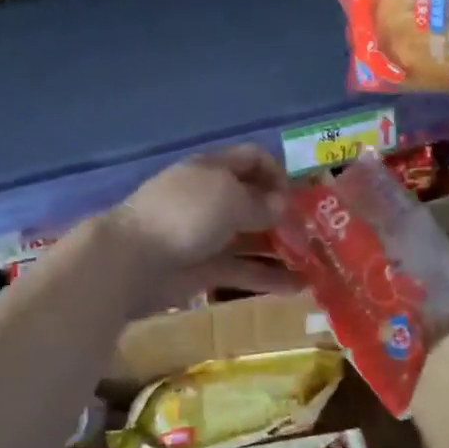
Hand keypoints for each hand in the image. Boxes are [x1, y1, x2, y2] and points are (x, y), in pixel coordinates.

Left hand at [107, 146, 297, 313]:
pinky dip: (268, 277)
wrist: (132, 259)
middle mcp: (213, 198)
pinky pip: (243, 270)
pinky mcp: (204, 268)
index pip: (253, 159)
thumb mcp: (230, 199)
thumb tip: (284, 208)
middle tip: (316, 236)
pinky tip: (297, 288)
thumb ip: (263, 204)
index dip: (279, 173)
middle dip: (286, 216)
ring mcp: (207, 234)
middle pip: (256, 201)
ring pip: (252, 238)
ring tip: (315, 265)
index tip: (299, 197)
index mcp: (214, 169)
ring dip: (283, 250)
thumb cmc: (185, 215)